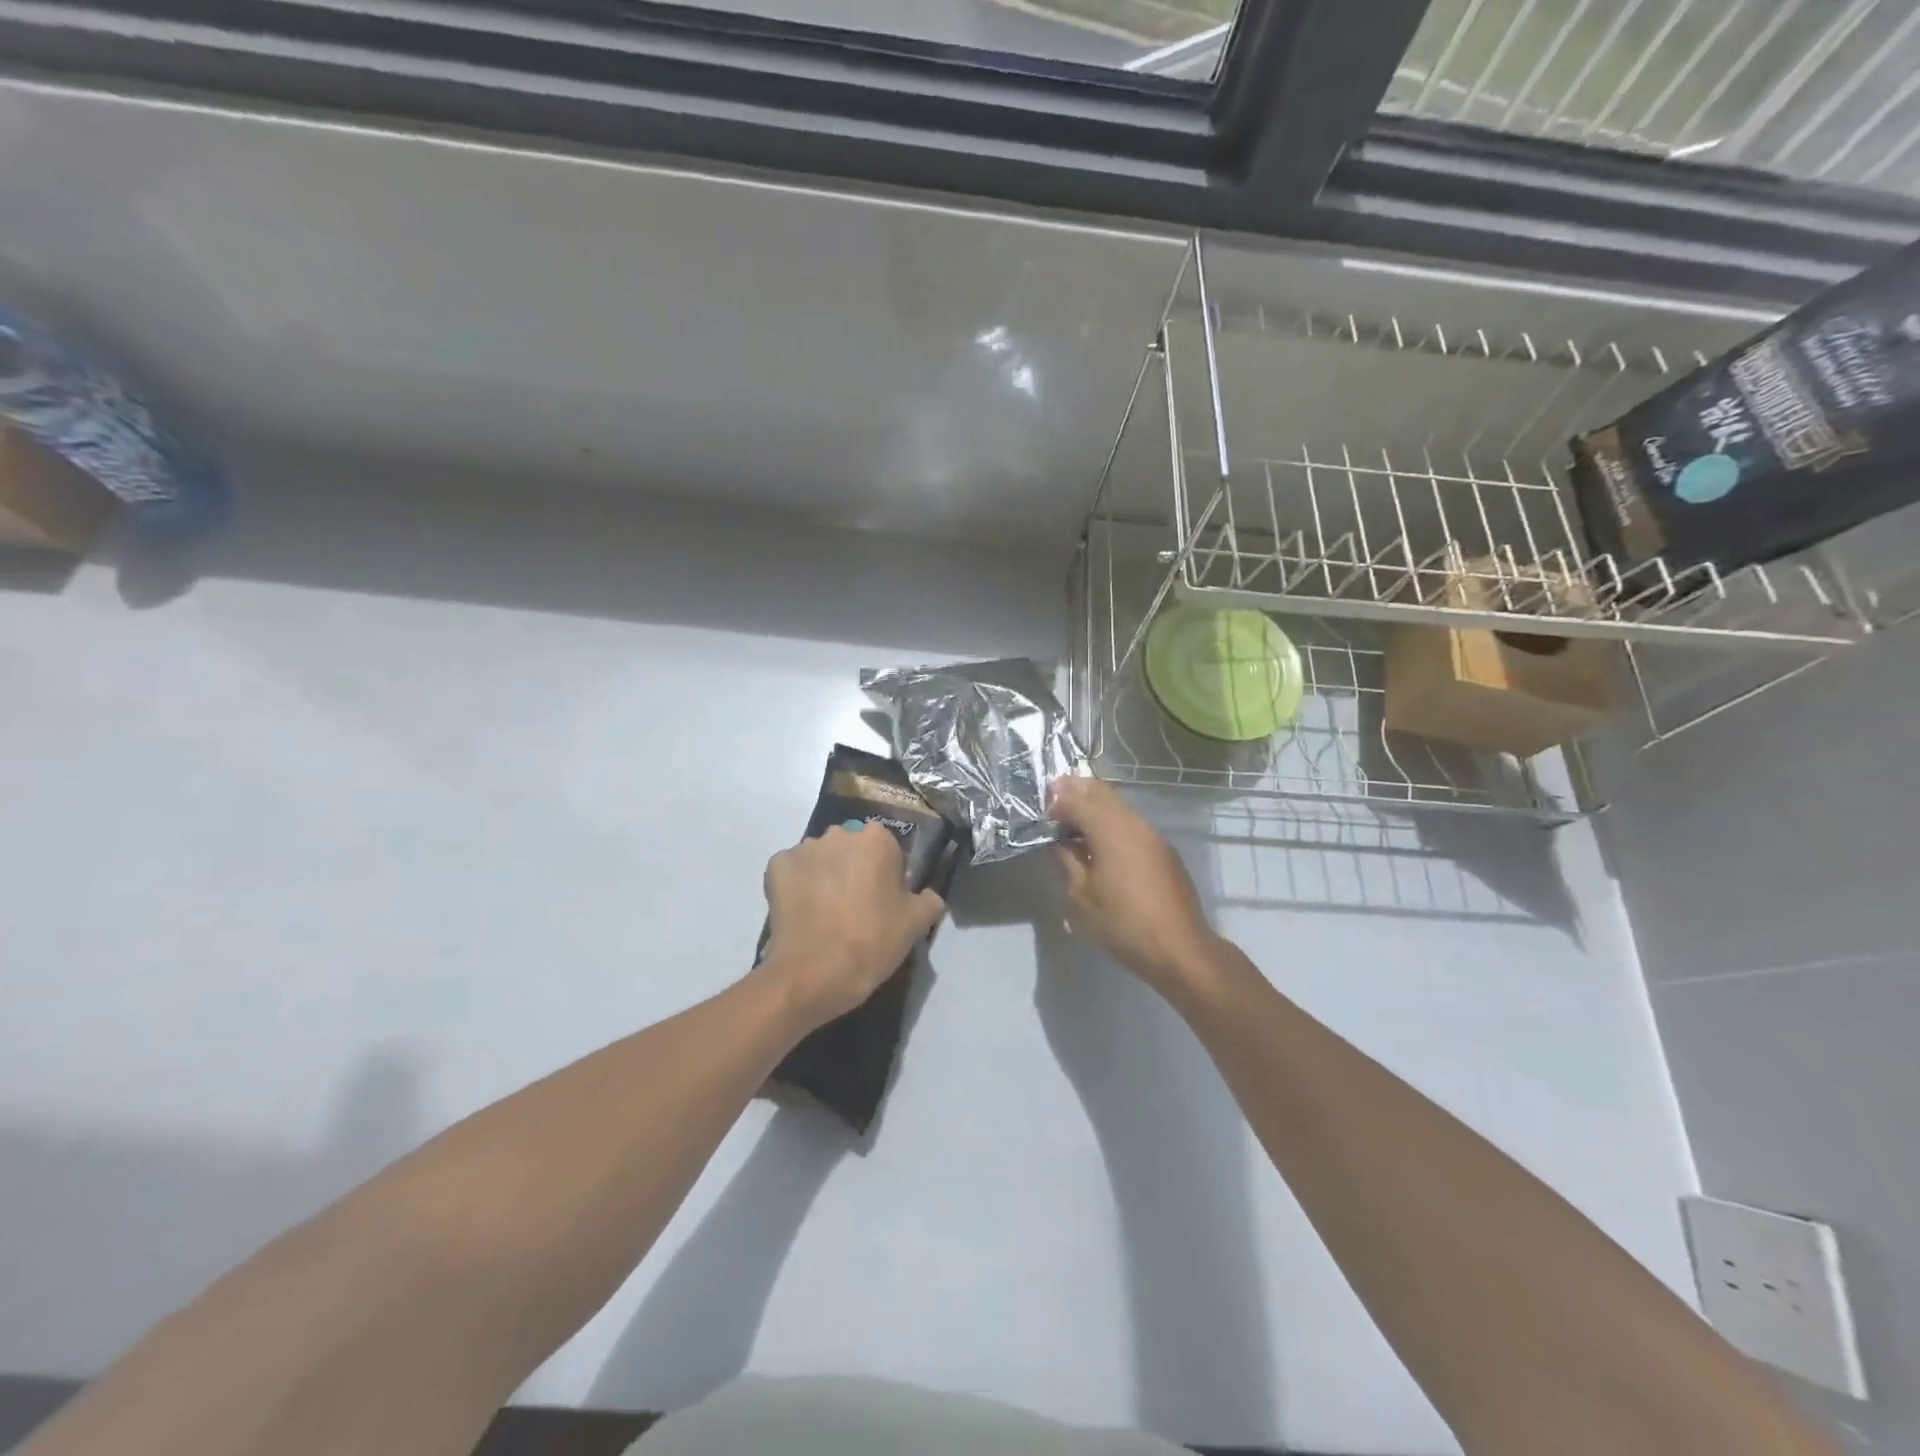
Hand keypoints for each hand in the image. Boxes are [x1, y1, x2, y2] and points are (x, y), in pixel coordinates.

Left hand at [758, 821, 946, 1025]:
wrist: (813, 974)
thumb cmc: (872, 942)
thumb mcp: (916, 924)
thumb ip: (928, 900)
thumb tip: (926, 894)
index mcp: (876, 839)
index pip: (888, 850)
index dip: (888, 875)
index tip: (885, 902)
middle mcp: (839, 834)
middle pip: (852, 849)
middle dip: (854, 869)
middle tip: (856, 907)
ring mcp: (804, 848)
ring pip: (821, 859)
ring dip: (825, 876)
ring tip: (825, 914)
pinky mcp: (776, 867)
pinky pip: (792, 871)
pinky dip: (796, 886)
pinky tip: (802, 913)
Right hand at [1049, 775, 1220, 996]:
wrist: (1178, 948)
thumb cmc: (1122, 924)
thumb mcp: (1081, 896)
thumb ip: (1067, 861)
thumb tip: (1058, 841)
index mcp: (1109, 830)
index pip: (1076, 799)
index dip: (1055, 801)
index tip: (1039, 812)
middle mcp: (1132, 822)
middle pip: (1100, 792)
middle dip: (1074, 792)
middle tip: (1052, 805)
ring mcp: (1151, 833)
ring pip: (1117, 804)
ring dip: (1094, 806)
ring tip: (1073, 823)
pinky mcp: (1162, 848)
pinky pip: (1130, 822)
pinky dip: (1111, 821)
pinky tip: (1100, 842)